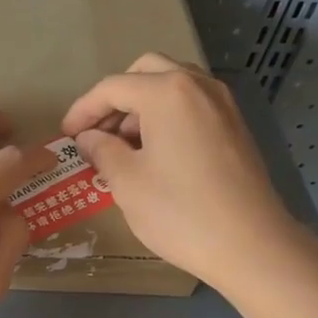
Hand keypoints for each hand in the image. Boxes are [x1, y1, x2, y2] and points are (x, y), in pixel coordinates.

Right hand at [62, 53, 303, 290]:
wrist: (251, 245)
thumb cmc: (180, 212)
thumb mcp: (127, 182)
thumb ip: (102, 151)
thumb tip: (89, 138)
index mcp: (167, 92)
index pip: (113, 87)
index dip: (83, 110)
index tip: (66, 136)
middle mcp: (198, 86)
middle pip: (146, 73)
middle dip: (116, 100)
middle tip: (98, 135)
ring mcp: (223, 104)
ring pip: (173, 87)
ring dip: (142, 107)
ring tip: (124, 148)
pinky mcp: (236, 127)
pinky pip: (193, 106)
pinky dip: (168, 118)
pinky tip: (157, 154)